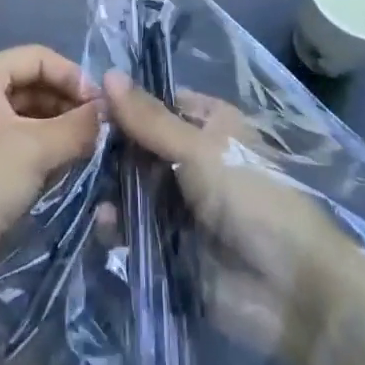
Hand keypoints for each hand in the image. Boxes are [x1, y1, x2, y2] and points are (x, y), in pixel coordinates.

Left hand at [0, 45, 102, 296]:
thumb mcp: (35, 149)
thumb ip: (77, 126)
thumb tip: (110, 112)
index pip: (37, 57)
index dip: (73, 76)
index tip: (104, 106)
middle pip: (33, 85)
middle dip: (68, 105)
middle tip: (102, 131)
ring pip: (28, 118)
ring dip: (59, 131)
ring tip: (90, 151)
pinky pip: (19, 145)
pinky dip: (44, 153)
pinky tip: (66, 170)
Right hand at [104, 70, 355, 362]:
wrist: (289, 290)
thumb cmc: (251, 198)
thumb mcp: (199, 150)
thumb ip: (150, 119)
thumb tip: (107, 74)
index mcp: (210, 125)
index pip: (158, 104)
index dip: (126, 104)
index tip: (86, 103)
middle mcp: (193, 158)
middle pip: (141, 145)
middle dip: (110, 148)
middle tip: (75, 147)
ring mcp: (181, 203)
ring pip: (133, 186)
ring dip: (110, 187)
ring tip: (85, 186)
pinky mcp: (169, 245)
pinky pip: (134, 228)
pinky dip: (117, 225)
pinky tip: (103, 224)